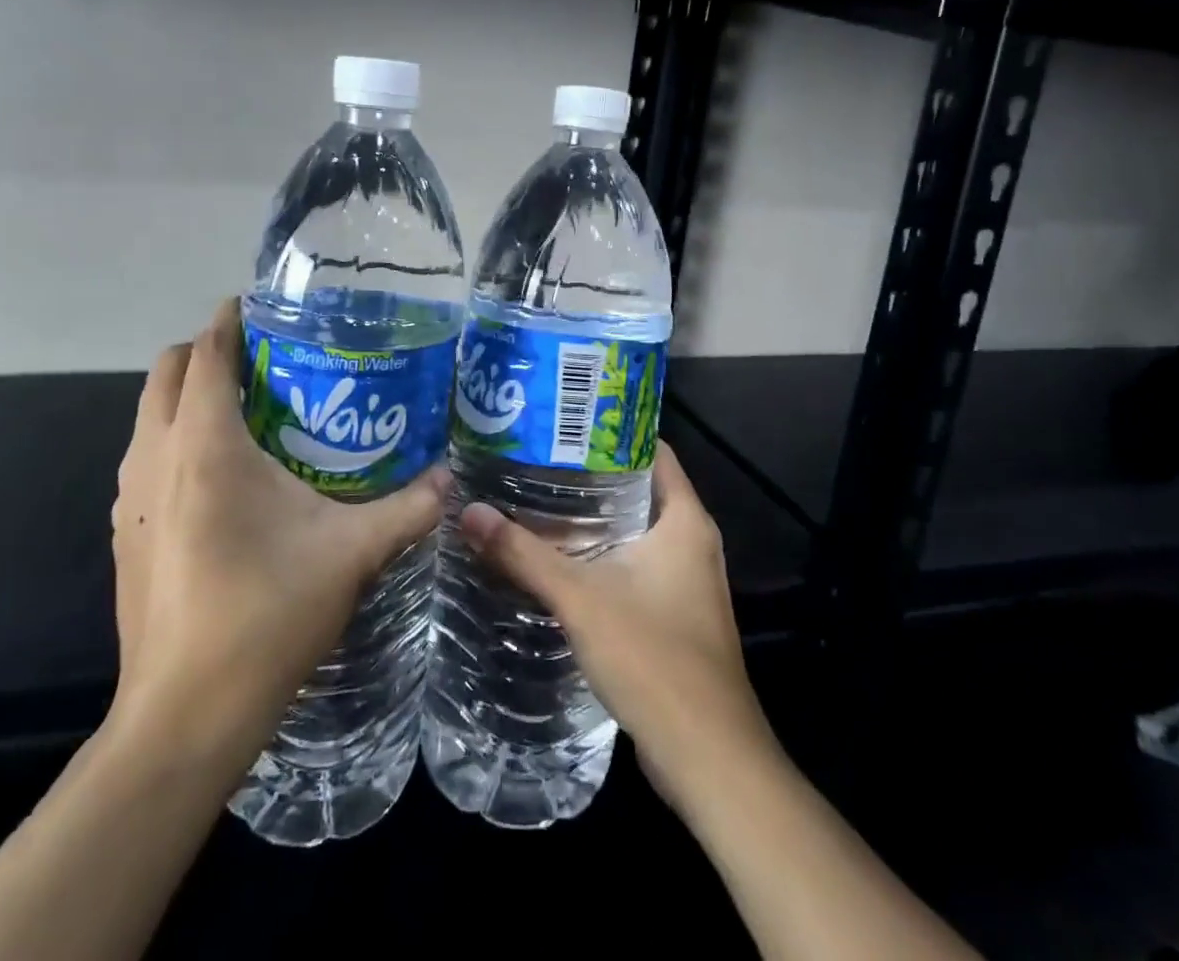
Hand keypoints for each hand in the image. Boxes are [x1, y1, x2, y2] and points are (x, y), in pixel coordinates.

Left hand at [104, 300, 446, 773]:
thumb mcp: (350, 554)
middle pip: (165, 371)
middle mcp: (156, 458)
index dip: (230, 319)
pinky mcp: (123, 532)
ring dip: (187, 396)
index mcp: (206, 447)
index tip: (263, 304)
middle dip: (206, 350)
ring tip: (247, 408)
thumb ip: (408, 509)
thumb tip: (452, 481)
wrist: (184, 717)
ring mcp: (130, 498)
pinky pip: (145, 456)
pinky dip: (175, 438)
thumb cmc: (265, 616)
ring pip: (149, 414)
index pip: (206, 353)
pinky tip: (222, 477)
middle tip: (263, 357)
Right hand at [456, 443, 771, 812]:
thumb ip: (523, 553)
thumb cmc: (653, 658)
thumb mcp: (579, 598)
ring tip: (537, 497)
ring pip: (636, 529)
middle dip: (590, 472)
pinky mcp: (676, 613)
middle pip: (640, 487)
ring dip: (594, 515)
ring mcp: (688, 580)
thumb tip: (469, 510)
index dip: (610, 429)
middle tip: (536, 457)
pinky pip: (636, 563)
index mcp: (685, 520)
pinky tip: (560, 557)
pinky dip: (602, 552)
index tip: (563, 419)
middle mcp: (693, 541)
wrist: (708, 759)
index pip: (652, 449)